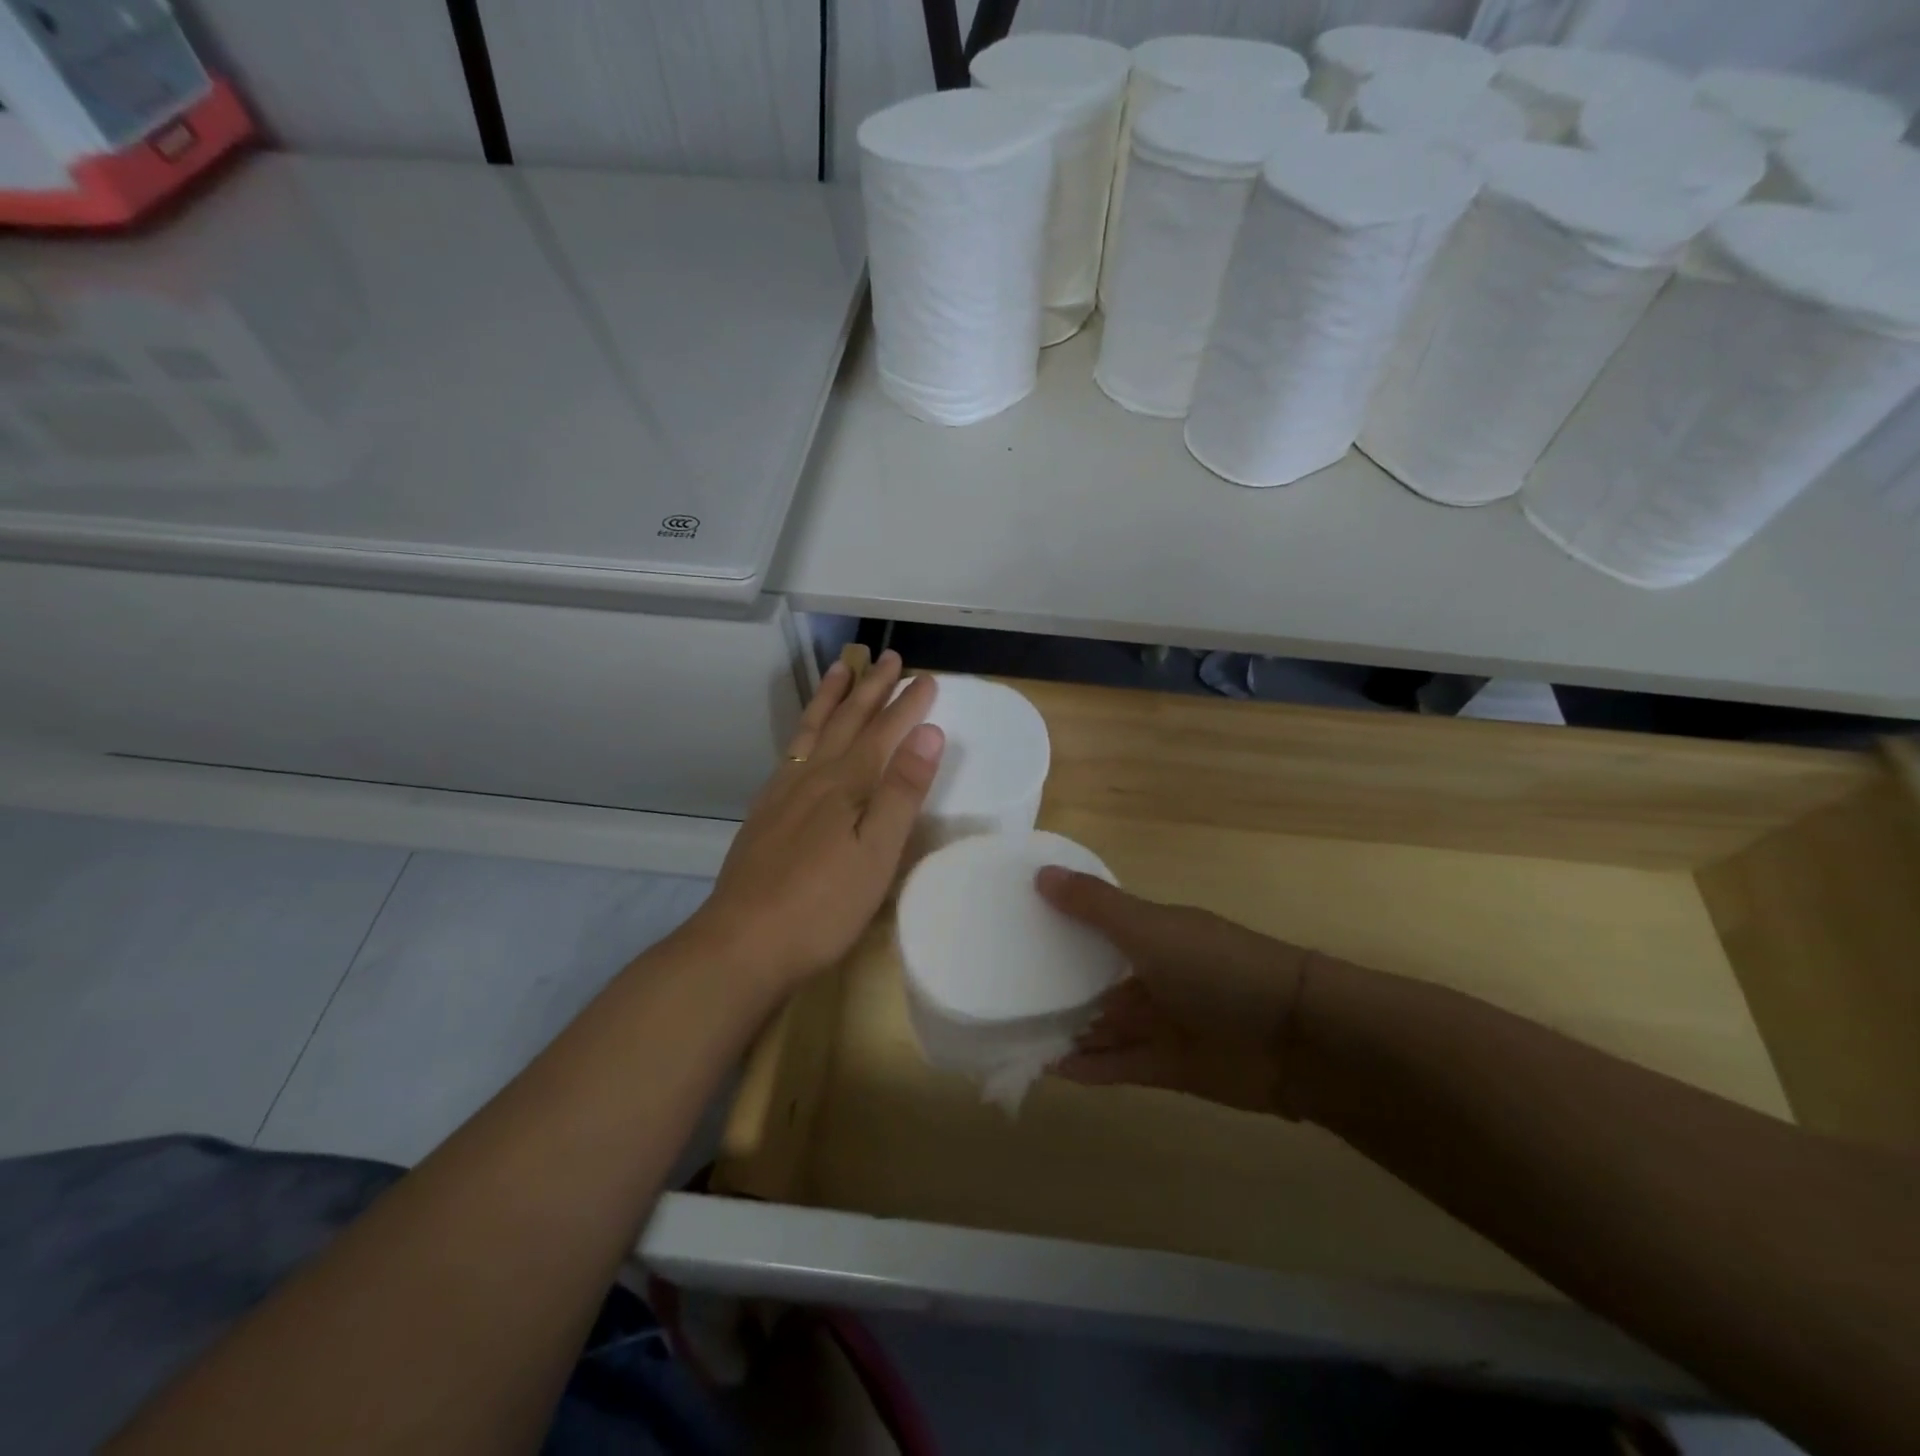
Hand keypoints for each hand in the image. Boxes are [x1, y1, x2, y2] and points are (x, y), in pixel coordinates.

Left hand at [682, 651, 943, 996]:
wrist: (743, 942)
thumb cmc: (823, 905)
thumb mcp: (877, 853)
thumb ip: (902, 792)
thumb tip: (928, 733)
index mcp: (846, 785)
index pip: (884, 733)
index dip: (907, 705)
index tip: (926, 678)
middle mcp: (813, 777)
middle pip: (847, 722)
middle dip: (871, 688)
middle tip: (889, 657)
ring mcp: (783, 793)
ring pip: (812, 731)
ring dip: (830, 698)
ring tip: (841, 669)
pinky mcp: (765, 813)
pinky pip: (789, 754)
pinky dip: (802, 732)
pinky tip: (803, 739)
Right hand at [1036, 868, 1317, 1115]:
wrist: (1296, 1039)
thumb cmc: (1217, 969)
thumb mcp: (1151, 929)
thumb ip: (1094, 907)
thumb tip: (1039, 873)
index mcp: (1149, 934)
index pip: (1093, 925)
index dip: (1056, 925)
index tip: (1009, 926)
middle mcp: (1151, 975)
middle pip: (1093, 979)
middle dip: (1054, 984)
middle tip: (998, 988)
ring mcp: (1160, 1022)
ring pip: (1101, 1025)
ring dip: (1065, 1029)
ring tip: (1011, 1031)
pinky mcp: (1167, 1068)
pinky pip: (1117, 1064)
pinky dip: (1087, 1066)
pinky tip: (1047, 1067)